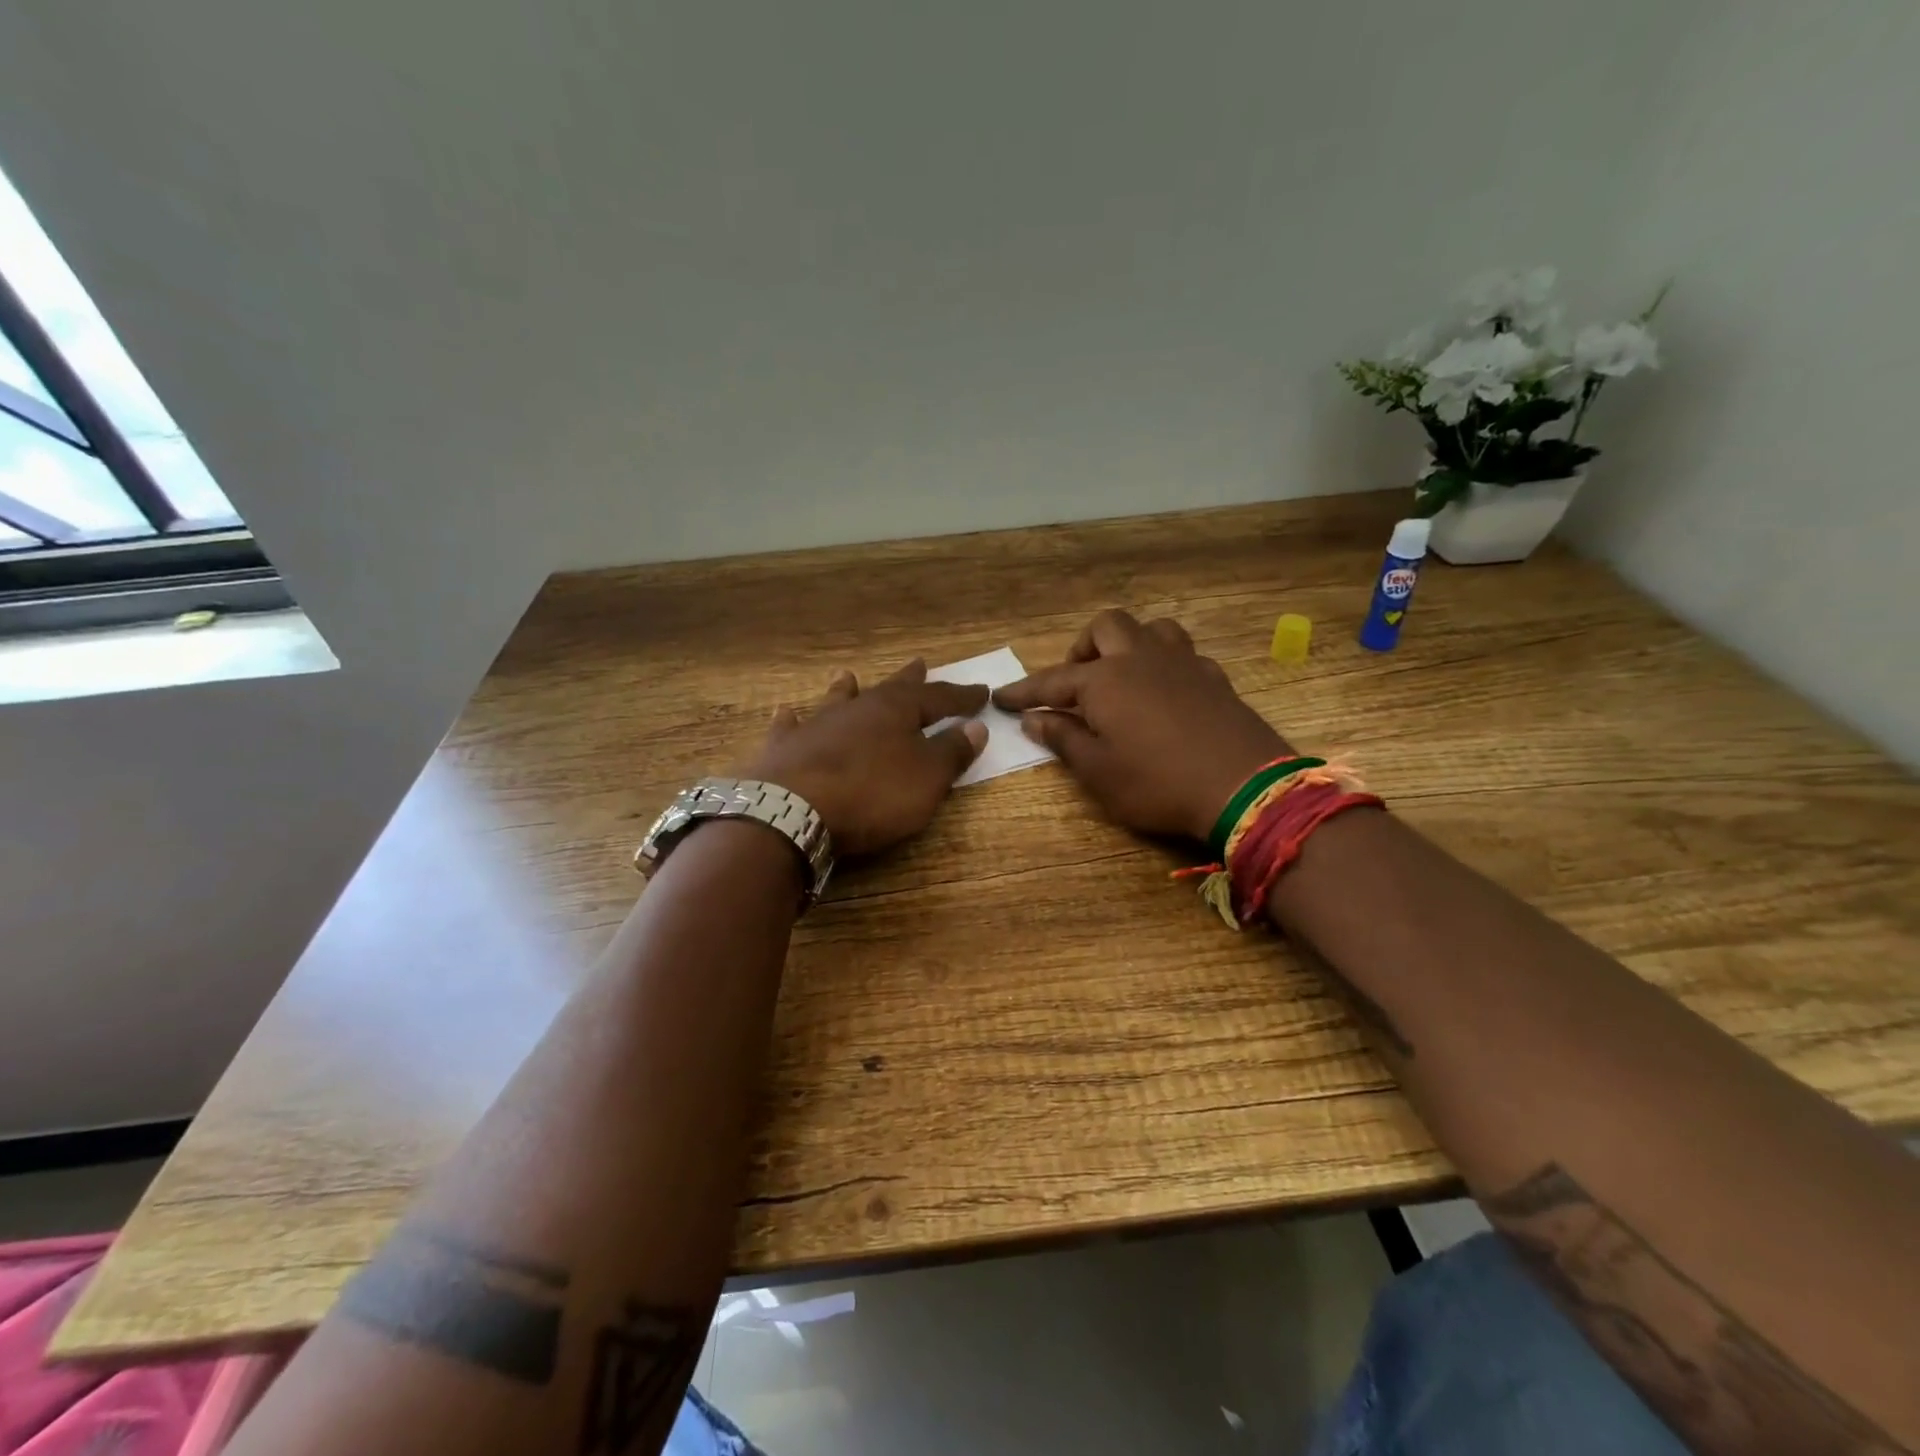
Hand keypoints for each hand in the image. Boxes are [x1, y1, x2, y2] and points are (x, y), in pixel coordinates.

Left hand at [742, 659, 988, 856]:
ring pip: (837, 700)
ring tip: (848, 675)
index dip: (961, 697)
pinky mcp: (784, 750)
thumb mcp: (927, 778)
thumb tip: (976, 726)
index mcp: (895, 710)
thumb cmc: (872, 793)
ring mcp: (816, 726)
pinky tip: (786, 712)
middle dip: (909, 680)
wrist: (794, 811)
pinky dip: (791, 720)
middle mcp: (856, 709)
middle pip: (888, 689)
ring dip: (846, 689)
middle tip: (920, 663)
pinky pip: (789, 728)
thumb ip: (952, 751)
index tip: (981, 691)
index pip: (937, 698)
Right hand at [994, 609, 1292, 842]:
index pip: (1052, 680)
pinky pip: (1183, 654)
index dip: (1024, 691)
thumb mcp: (1099, 772)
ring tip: (1122, 676)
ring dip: (1129, 644)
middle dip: (1083, 647)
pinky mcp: (1214, 678)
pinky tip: (1164, 693)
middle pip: (1106, 626)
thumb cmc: (1157, 783)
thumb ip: (1064, 740)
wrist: (1243, 787)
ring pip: (1151, 629)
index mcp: (1105, 681)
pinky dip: (1164, 665)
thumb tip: (1035, 719)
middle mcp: (1141, 659)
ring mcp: (1183, 663)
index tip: (1001, 698)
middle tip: (1076, 683)